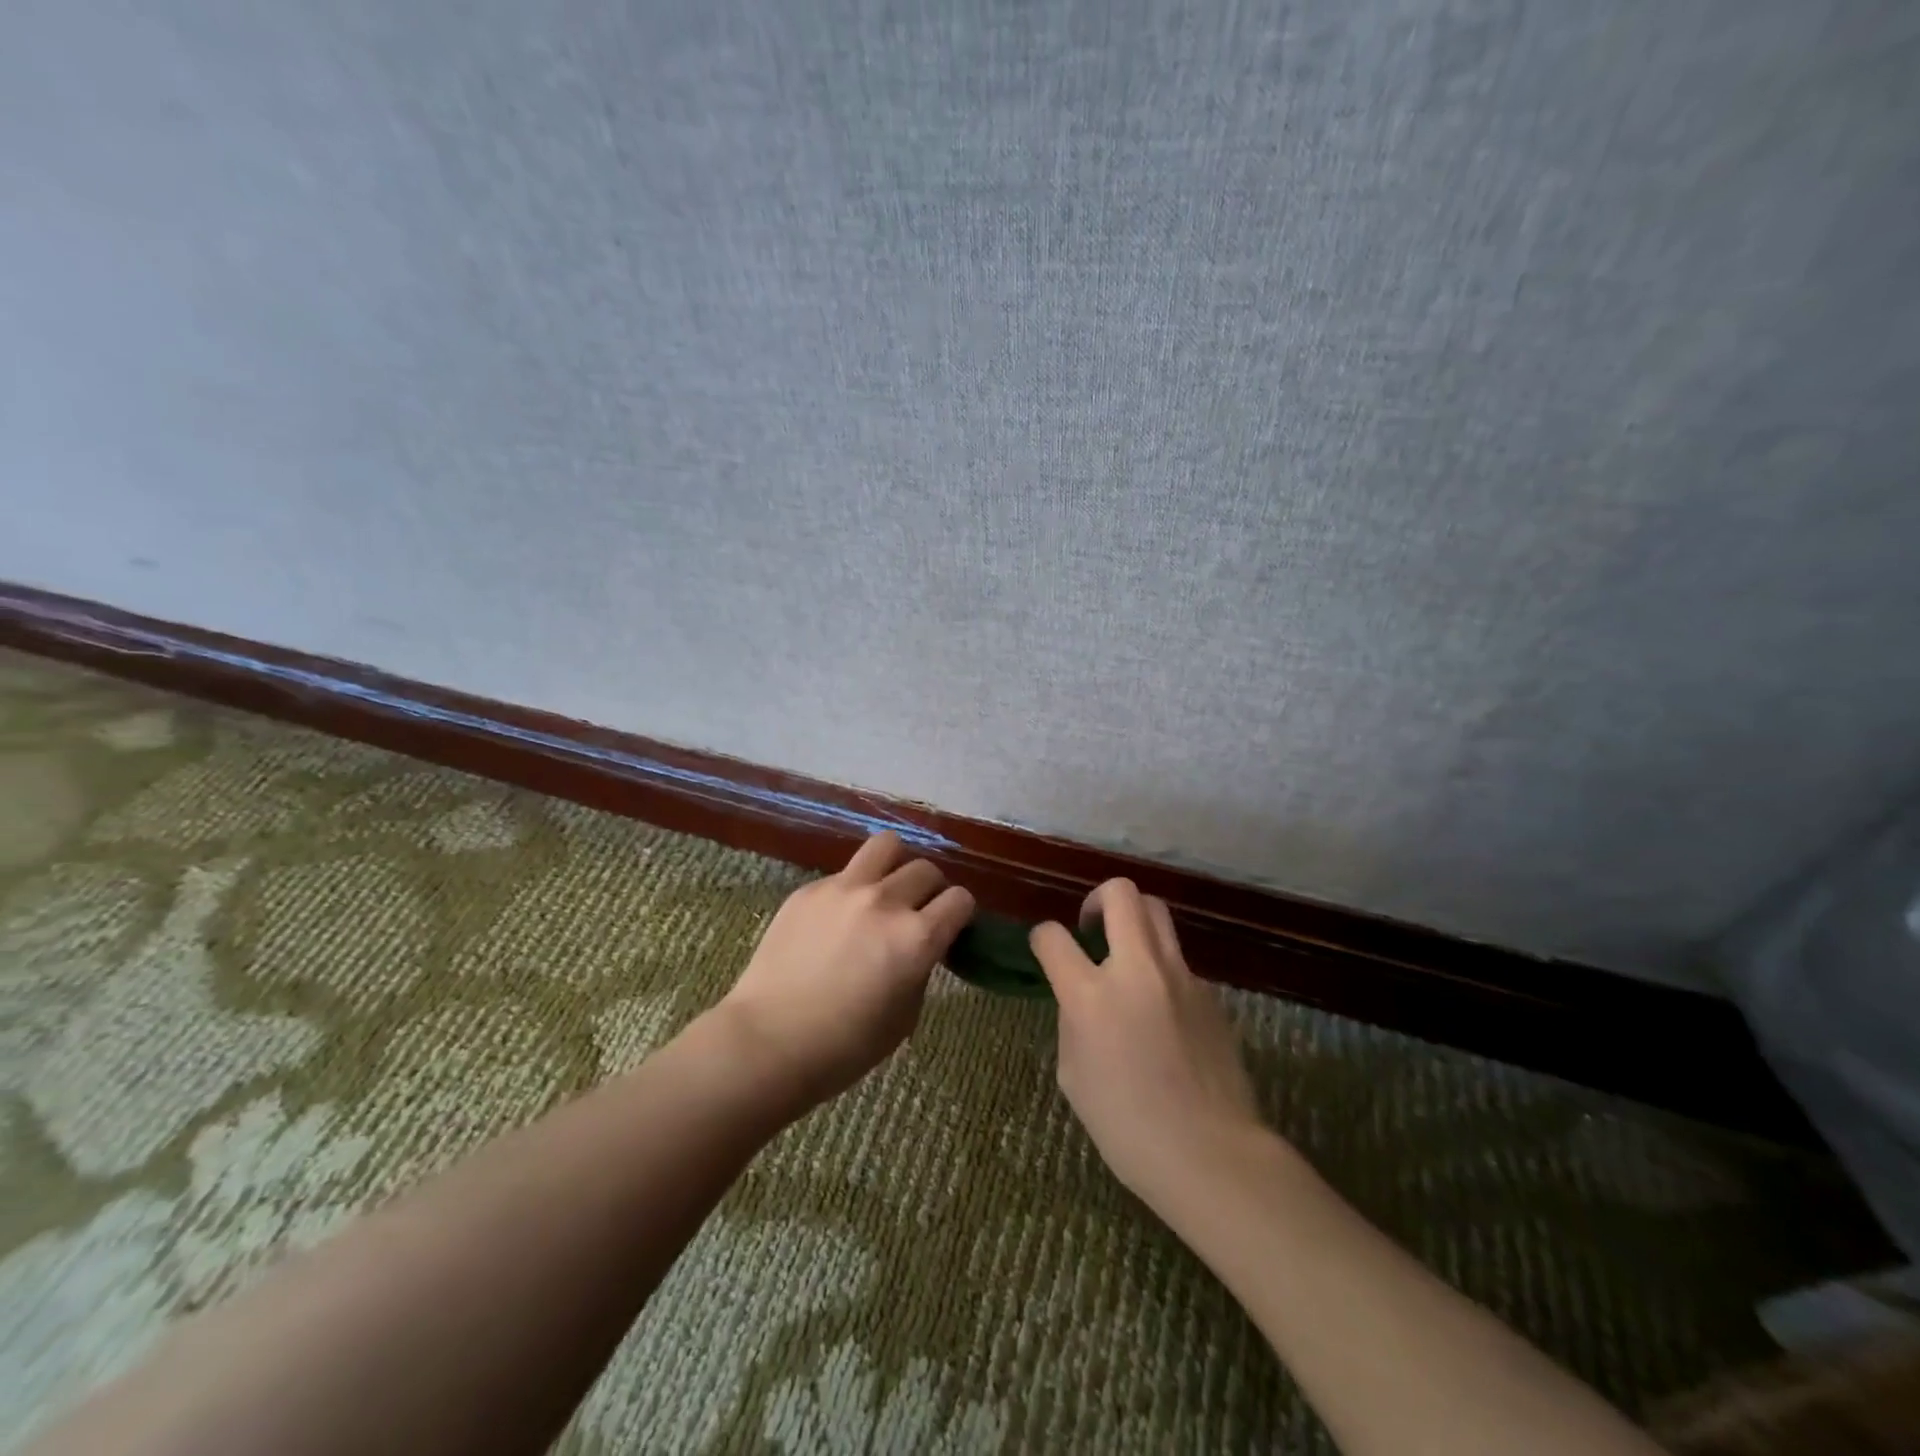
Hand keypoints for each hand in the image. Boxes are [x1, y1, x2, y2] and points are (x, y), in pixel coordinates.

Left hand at [719, 832, 973, 1106]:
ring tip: (886, 888)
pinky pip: (846, 873)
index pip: (960, 899)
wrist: (768, 1042)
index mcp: (917, 938)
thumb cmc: (845, 1046)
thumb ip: (920, 968)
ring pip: (887, 845)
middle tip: (917, 912)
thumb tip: (922, 945)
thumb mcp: (904, 1015)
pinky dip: (854, 888)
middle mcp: (886, 902)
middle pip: (927, 870)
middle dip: (930, 891)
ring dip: (896, 865)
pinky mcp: (810, 889)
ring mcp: (844, 889)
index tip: (950, 927)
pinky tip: (838, 918)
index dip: (960, 914)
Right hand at [1031, 879, 1262, 1209]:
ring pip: (1156, 911)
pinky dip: (1159, 966)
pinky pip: (1177, 959)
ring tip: (1126, 955)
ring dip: (1133, 920)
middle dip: (1097, 899)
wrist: (1211, 1154)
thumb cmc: (1127, 1127)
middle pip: (1120, 893)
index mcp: (1091, 995)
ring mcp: (1179, 976)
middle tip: (1091, 928)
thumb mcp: (1074, 1075)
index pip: (1053, 937)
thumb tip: (1081, 999)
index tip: (1045, 950)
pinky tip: (1160, 1009)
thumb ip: (1072, 1021)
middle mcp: (1136, 969)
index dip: (1042, 938)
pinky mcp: (1209, 991)